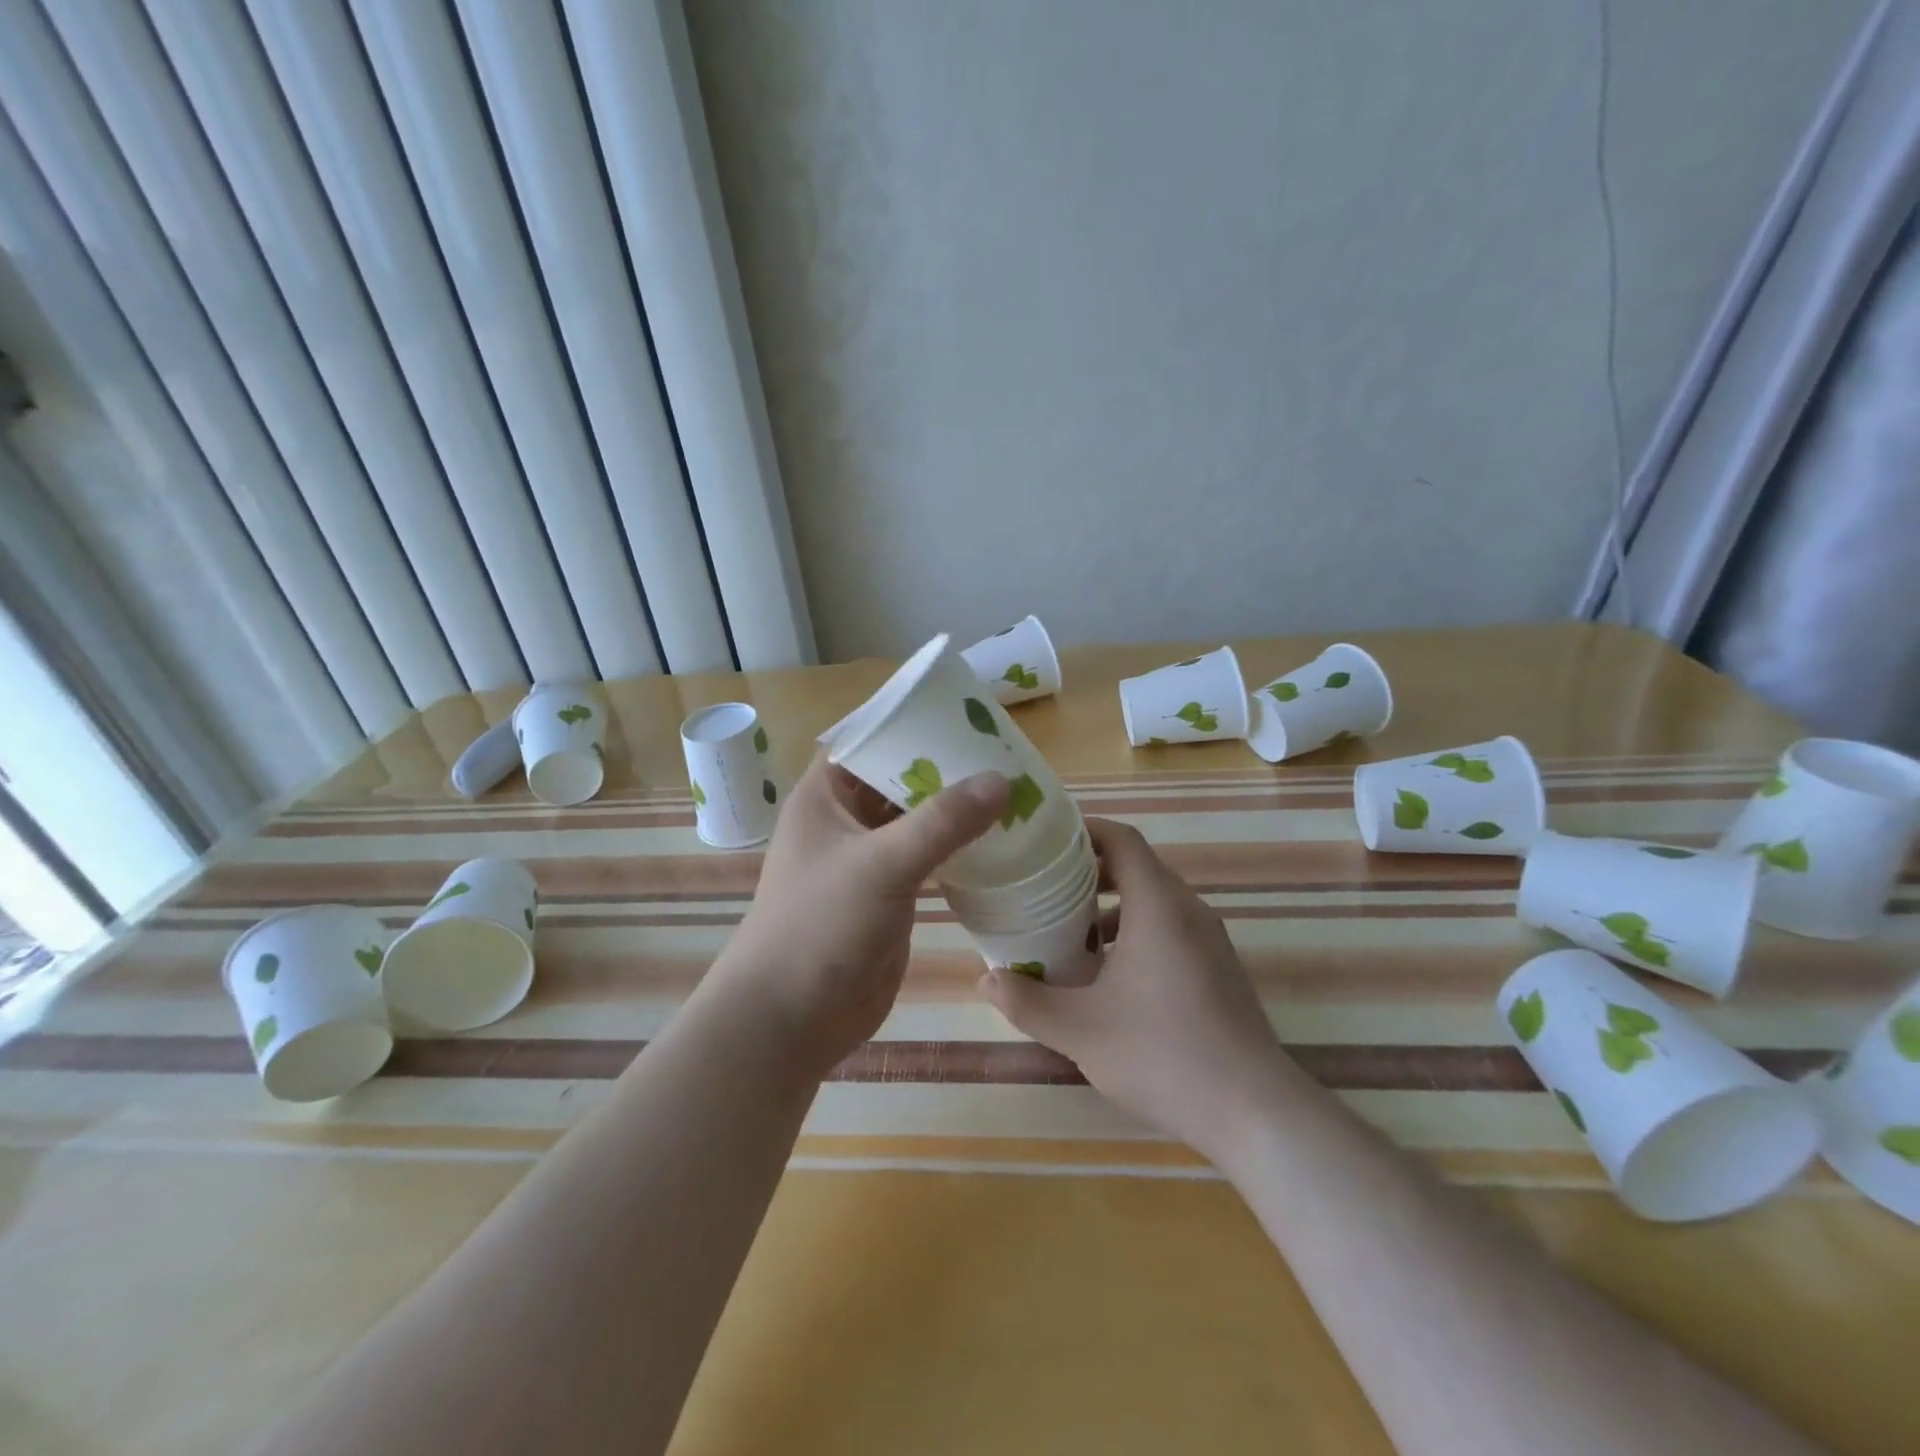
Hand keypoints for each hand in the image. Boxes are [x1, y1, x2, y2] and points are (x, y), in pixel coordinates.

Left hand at [713, 752, 1008, 1082]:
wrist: (791, 1019)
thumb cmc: (820, 926)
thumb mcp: (881, 864)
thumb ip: (941, 822)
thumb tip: (1001, 779)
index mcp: (825, 797)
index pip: (868, 741)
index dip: (908, 723)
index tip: (962, 713)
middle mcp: (845, 821)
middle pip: (898, 779)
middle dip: (943, 767)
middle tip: (1003, 751)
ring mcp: (868, 860)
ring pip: (916, 820)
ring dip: (955, 809)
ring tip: (1011, 788)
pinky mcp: (889, 895)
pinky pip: (927, 858)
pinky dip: (957, 848)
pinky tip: (998, 840)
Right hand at [981, 818, 1297, 1162]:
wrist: (1255, 1111)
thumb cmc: (1162, 1054)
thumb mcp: (1079, 1030)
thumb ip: (1027, 1001)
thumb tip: (985, 979)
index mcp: (1158, 905)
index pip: (1122, 840)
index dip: (1084, 831)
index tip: (1045, 841)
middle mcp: (1188, 910)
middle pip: (1137, 866)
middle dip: (1088, 871)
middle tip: (1044, 888)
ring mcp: (1210, 939)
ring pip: (1154, 901)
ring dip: (1111, 906)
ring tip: (1069, 933)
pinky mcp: (1219, 967)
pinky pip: (1171, 928)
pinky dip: (1136, 932)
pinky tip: (1109, 976)